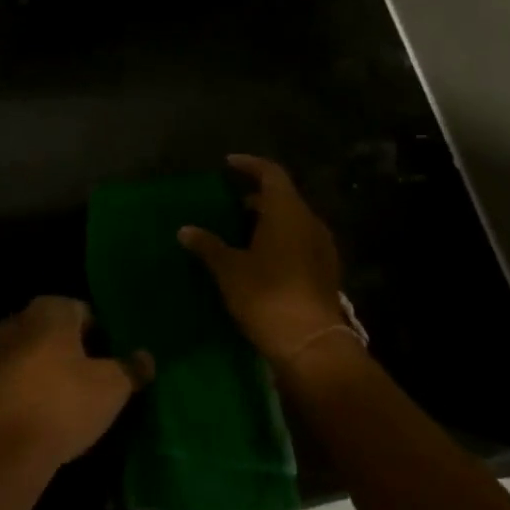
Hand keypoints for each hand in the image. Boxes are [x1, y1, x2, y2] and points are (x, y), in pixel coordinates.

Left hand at [0, 297, 152, 472]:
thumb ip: (131, 368)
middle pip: (53, 330)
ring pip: (28, 352)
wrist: (2, 452)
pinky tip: (37, 414)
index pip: (83, 311)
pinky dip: (22, 388)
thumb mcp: (112, 388)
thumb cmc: (63, 405)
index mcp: (50, 310)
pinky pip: (9, 377)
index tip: (109, 364)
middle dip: (69, 350)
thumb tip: (146, 357)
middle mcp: (17, 319)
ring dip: (43, 368)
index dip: (100, 336)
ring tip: (64, 401)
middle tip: (90, 381)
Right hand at [179, 155, 348, 363]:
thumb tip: (185, 230)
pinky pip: (299, 242)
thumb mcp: (230, 270)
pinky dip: (278, 240)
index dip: (249, 165)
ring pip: (292, 221)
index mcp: (287, 212)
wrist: (312, 345)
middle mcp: (309, 222)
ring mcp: (321, 247)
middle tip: (228, 204)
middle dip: (255, 197)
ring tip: (239, 232)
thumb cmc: (267, 297)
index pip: (271, 173)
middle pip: (283, 197)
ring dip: (267, 220)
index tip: (228, 164)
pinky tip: (258, 258)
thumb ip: (208, 245)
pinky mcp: (324, 271)